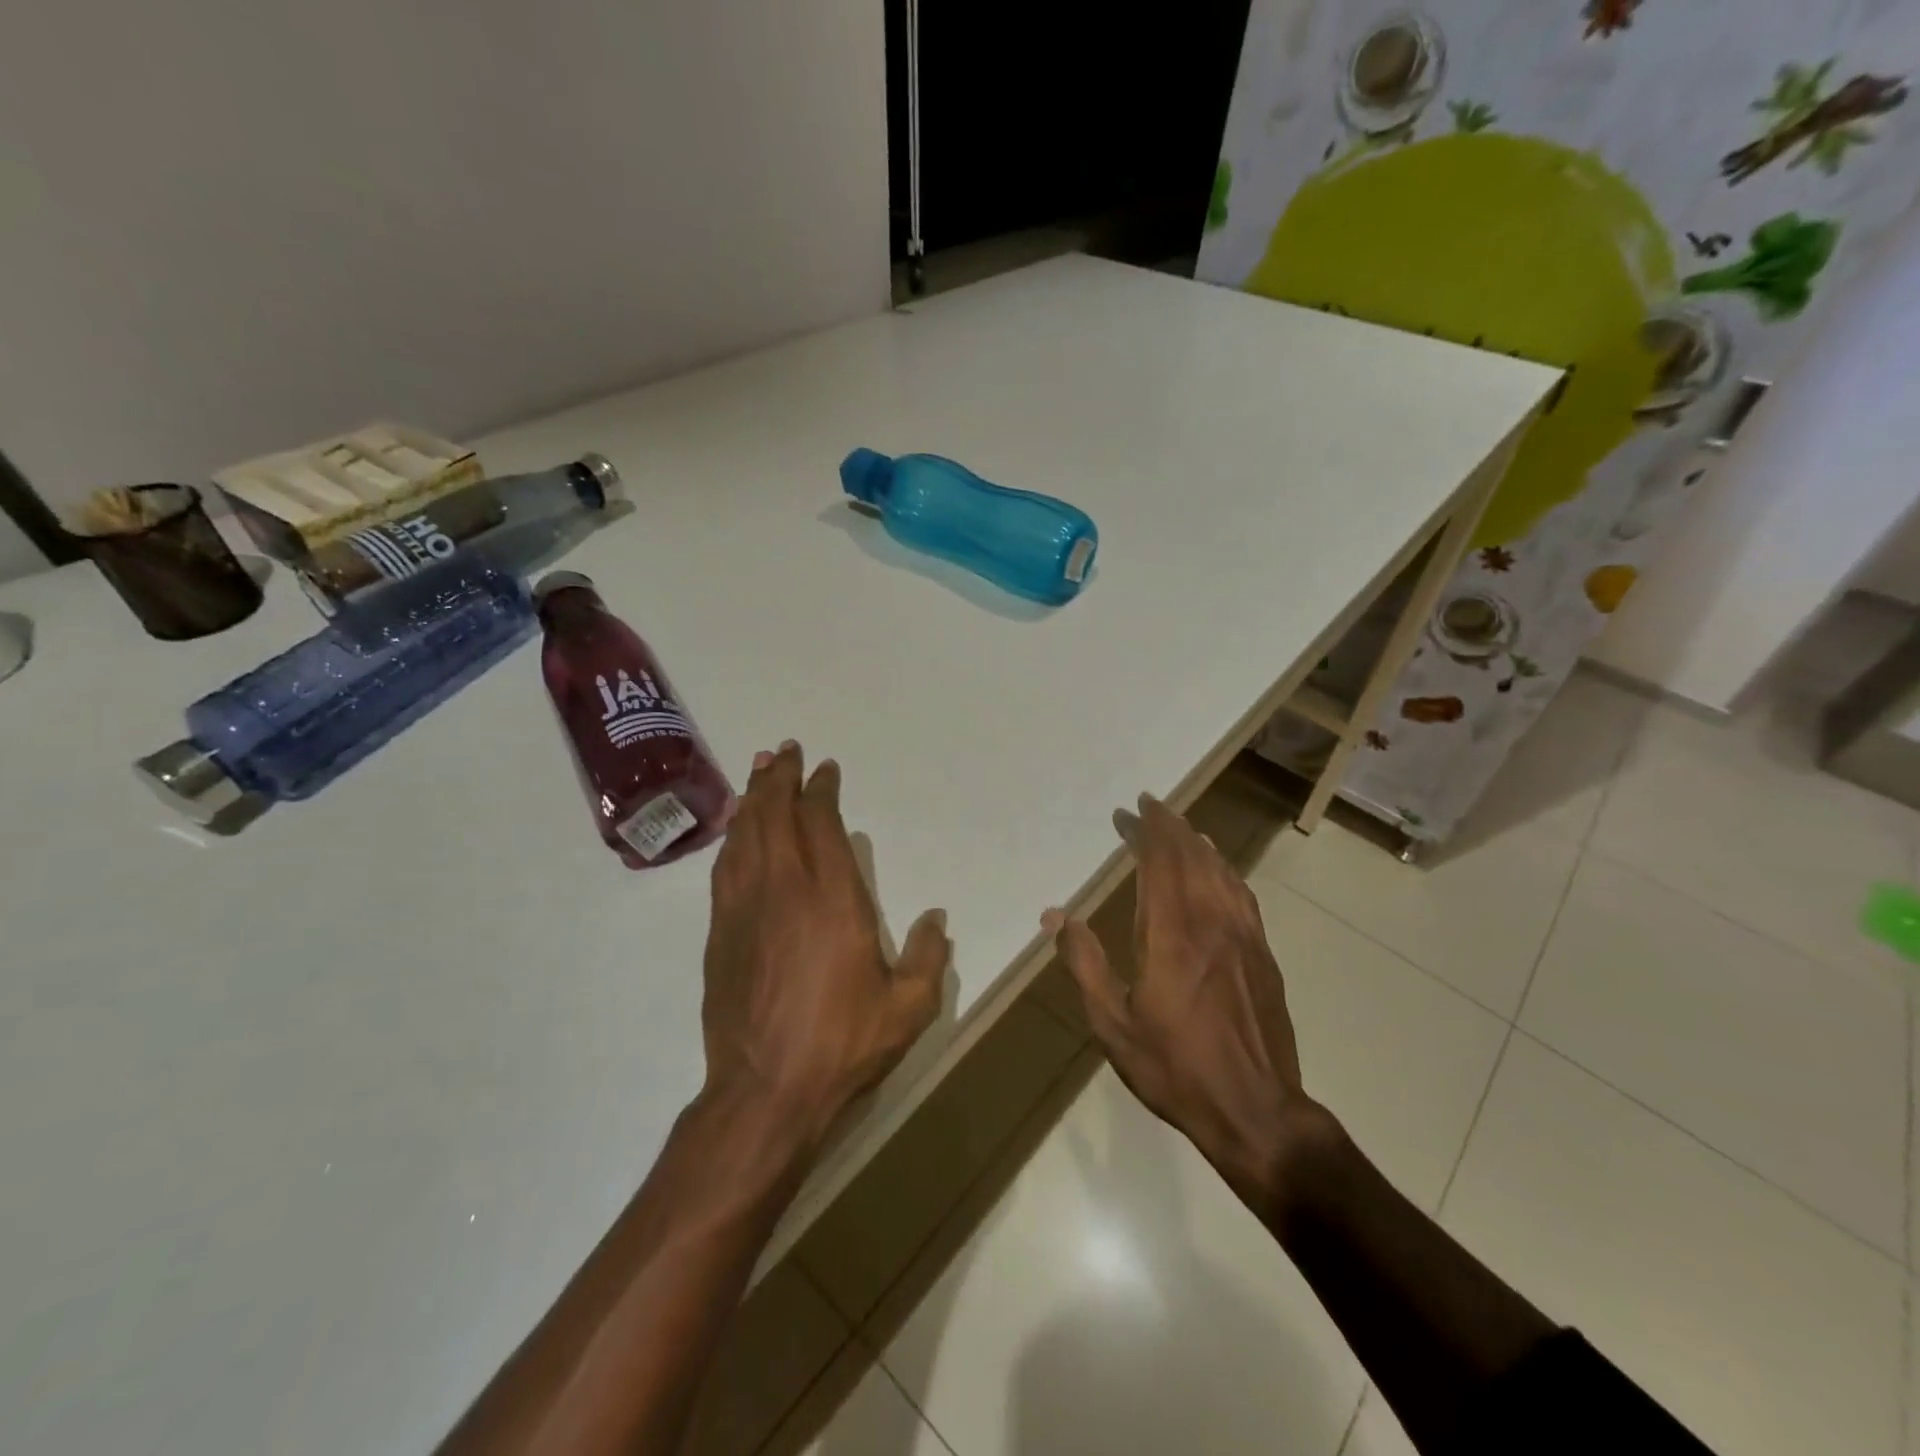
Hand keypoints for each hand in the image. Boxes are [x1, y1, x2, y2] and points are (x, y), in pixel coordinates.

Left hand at [701, 741, 948, 1155]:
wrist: (765, 1092)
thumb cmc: (843, 1045)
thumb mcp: (909, 1008)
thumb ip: (929, 957)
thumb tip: (937, 919)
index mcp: (833, 900)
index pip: (821, 825)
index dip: (821, 791)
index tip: (824, 770)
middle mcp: (784, 890)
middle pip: (775, 817)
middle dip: (779, 779)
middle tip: (784, 751)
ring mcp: (745, 909)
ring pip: (745, 836)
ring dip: (752, 800)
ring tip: (758, 773)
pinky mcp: (721, 933)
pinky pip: (725, 868)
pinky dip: (733, 838)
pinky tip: (736, 832)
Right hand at [1045, 795, 1325, 1212]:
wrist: (1256, 1111)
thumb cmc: (1175, 1068)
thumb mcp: (1113, 1024)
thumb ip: (1084, 963)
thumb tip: (1056, 916)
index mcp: (1170, 934)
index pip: (1160, 862)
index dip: (1146, 830)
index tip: (1131, 809)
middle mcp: (1210, 923)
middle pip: (1193, 856)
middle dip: (1170, 826)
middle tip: (1150, 806)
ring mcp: (1243, 937)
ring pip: (1221, 871)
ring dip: (1199, 843)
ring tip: (1182, 828)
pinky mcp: (1263, 955)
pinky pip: (1242, 895)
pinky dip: (1226, 870)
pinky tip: (1220, 870)